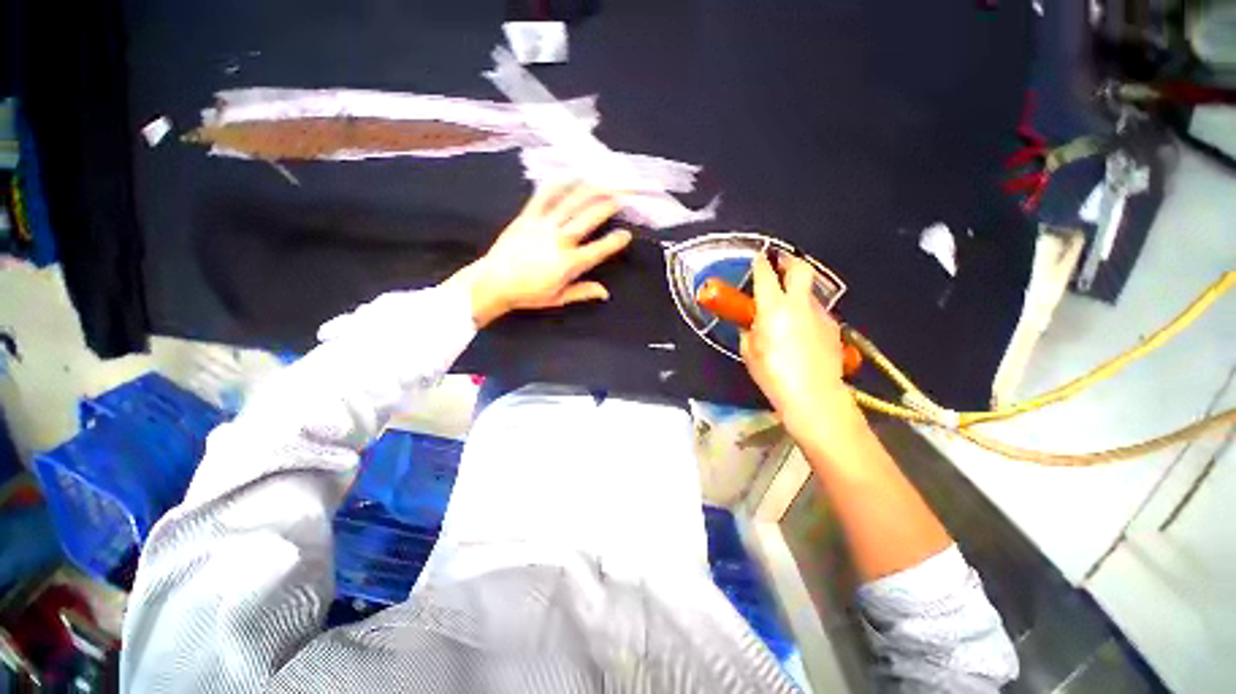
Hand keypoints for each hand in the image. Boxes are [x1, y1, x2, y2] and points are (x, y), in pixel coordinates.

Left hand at [450, 183, 632, 326]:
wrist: (493, 282)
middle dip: (606, 205)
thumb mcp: (558, 298)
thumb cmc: (528, 294)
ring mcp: (543, 226)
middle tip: (619, 196)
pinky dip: (557, 185)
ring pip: (570, 203)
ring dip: (588, 190)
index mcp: (570, 263)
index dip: (615, 241)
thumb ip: (583, 292)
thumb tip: (605, 293)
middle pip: (588, 218)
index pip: (599, 249)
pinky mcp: (527, 217)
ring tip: (601, 181)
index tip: (626, 235)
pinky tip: (568, 176)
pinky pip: (544, 197)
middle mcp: (560, 240)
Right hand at [741, 254, 861, 437]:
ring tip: (788, 305)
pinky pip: (817, 312)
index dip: (761, 264)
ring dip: (798, 291)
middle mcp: (799, 304)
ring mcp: (820, 314)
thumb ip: (749, 332)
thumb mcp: (750, 353)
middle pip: (800, 269)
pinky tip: (802, 329)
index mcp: (773, 308)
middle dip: (789, 261)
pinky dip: (808, 312)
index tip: (758, 258)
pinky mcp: (833, 328)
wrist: (814, 395)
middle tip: (780, 262)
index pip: (766, 276)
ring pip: (810, 292)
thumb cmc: (773, 375)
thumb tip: (751, 325)